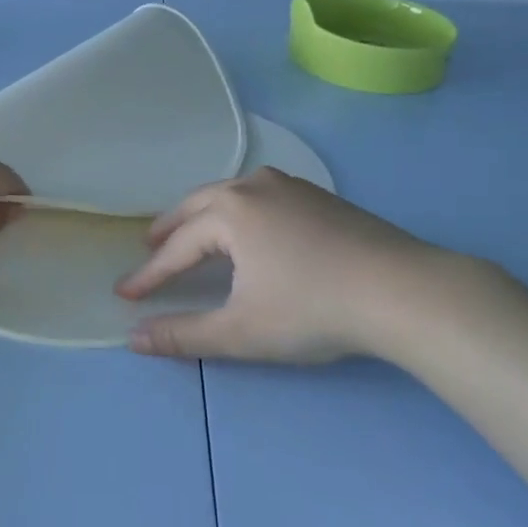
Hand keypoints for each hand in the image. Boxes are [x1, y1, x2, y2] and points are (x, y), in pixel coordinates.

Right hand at [115, 168, 473, 363]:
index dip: (150, 275)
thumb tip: (134, 339)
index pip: (177, 247)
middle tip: (151, 246)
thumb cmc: (312, 310)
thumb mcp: (241, 331)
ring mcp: (291, 187)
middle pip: (199, 205)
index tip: (126, 294)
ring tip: (194, 232)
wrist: (401, 291)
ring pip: (232, 193)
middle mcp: (254, 187)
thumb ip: (183, 335)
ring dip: (206, 213)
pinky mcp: (320, 197)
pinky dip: (239, 210)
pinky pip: (262, 195)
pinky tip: (250, 226)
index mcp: (230, 212)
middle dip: (171, 228)